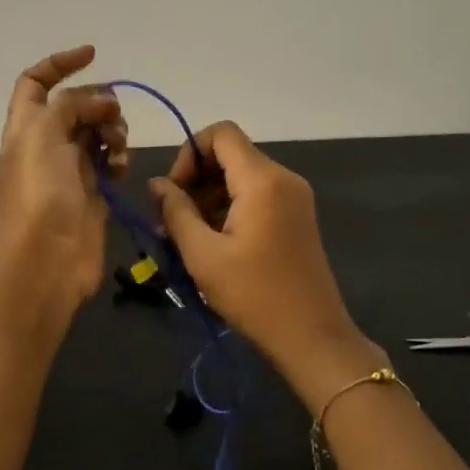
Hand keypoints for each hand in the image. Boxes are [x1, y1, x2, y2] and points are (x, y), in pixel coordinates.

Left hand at [0, 46, 127, 306]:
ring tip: (118, 147)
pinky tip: (121, 168)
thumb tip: (103, 102)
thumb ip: (72, 105)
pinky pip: (110, 162)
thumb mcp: (45, 135)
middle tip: (111, 118)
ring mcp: (69, 170)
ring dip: (112, 131)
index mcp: (25, 127)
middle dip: (97, 103)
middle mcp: (45, 144)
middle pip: (74, 106)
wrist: (47, 259)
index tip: (93, 54)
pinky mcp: (92, 193)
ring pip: (96, 133)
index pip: (36, 82)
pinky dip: (118, 159)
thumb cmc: (40, 193)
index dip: (60, 63)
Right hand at [150, 123, 381, 410]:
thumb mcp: (203, 254)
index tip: (174, 192)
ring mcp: (294, 197)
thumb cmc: (254, 294)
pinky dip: (229, 208)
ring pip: (241, 176)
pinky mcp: (296, 216)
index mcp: (262, 179)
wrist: (311, 336)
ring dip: (209, 197)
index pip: (220, 133)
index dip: (189, 152)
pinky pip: (256, 195)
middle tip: (170, 221)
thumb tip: (157, 183)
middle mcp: (283, 178)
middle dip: (195, 179)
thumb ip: (176, 211)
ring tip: (185, 237)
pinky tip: (212, 243)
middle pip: (230, 154)